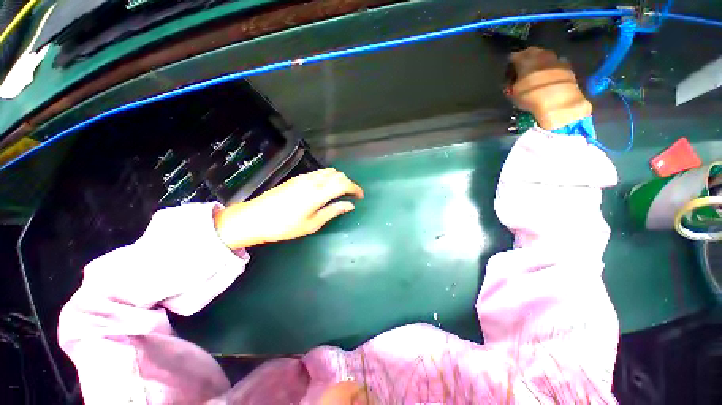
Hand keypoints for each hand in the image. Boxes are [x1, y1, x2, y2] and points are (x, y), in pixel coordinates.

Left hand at [214, 168, 363, 249]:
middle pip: (338, 175)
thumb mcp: (312, 223)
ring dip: (338, 179)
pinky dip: (328, 177)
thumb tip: (350, 205)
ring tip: (340, 192)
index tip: (360, 196)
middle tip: (351, 196)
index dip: (355, 188)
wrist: (255, 218)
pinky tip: (326, 188)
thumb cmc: (285, 226)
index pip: (344, 183)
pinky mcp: (297, 178)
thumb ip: (333, 211)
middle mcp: (313, 181)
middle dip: (348, 183)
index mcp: (318, 193)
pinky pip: (319, 173)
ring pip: (329, 171)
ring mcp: (304, 177)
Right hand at [506, 47, 591, 129]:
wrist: (559, 101)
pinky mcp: (568, 67)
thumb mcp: (513, 93)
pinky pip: (555, 66)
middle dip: (526, 61)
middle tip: (521, 73)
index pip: (513, 57)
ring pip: (544, 58)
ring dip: (539, 65)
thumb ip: (512, 84)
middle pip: (531, 53)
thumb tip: (511, 83)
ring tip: (535, 76)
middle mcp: (540, 53)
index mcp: (524, 58)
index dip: (510, 66)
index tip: (508, 74)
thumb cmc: (530, 96)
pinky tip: (548, 80)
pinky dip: (550, 71)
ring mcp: (556, 58)